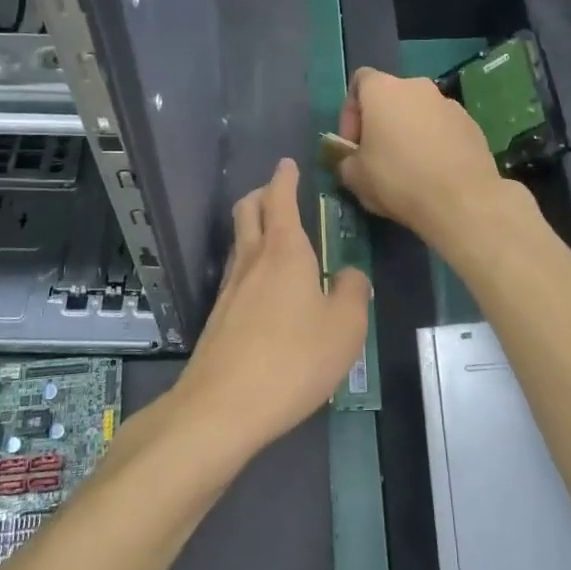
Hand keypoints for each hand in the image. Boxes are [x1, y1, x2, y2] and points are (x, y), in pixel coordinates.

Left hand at [173, 158, 368, 454]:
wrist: (223, 406)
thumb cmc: (293, 359)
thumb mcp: (345, 327)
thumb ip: (352, 292)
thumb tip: (347, 274)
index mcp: (283, 250)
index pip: (280, 197)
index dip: (284, 177)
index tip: (288, 163)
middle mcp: (252, 259)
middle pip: (247, 210)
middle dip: (262, 194)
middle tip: (279, 193)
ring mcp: (230, 288)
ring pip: (238, 240)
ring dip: (253, 227)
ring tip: (276, 238)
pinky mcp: (219, 316)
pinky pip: (237, 272)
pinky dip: (251, 262)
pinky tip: (266, 288)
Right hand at [335, 67, 514, 245]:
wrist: (462, 200)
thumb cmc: (398, 180)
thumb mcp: (354, 177)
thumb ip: (345, 159)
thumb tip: (352, 159)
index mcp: (383, 90)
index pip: (359, 81)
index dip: (350, 112)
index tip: (353, 143)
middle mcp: (417, 86)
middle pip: (391, 97)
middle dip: (381, 123)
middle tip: (377, 157)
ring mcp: (448, 103)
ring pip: (419, 113)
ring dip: (409, 132)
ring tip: (409, 168)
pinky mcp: (471, 124)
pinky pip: (443, 128)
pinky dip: (434, 143)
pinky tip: (434, 172)